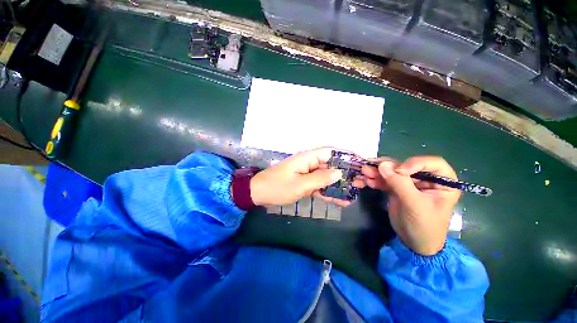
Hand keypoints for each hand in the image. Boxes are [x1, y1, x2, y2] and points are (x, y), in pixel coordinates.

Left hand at [250, 148, 354, 206]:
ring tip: (354, 193)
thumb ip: (320, 178)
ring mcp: (307, 174)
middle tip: (361, 183)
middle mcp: (309, 163)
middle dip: (345, 174)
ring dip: (338, 185)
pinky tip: (339, 200)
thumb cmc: (277, 187)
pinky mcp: (304, 182)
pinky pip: (319, 185)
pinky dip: (328, 192)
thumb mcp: (300, 184)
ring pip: (326, 177)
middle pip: (330, 165)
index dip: (345, 156)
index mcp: (307, 158)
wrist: (259, 194)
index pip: (330, 152)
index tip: (359, 164)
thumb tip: (339, 172)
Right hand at [361, 156, 460, 255]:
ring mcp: (409, 184)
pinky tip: (364, 181)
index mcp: (441, 182)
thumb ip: (400, 184)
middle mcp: (425, 179)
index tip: (398, 171)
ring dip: (376, 172)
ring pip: (391, 172)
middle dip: (386, 167)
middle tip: (369, 167)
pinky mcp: (396, 189)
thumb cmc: (424, 226)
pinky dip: (374, 180)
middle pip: (404, 166)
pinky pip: (384, 181)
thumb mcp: (415, 205)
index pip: (430, 163)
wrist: (414, 244)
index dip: (414, 163)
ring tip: (363, 173)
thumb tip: (383, 164)